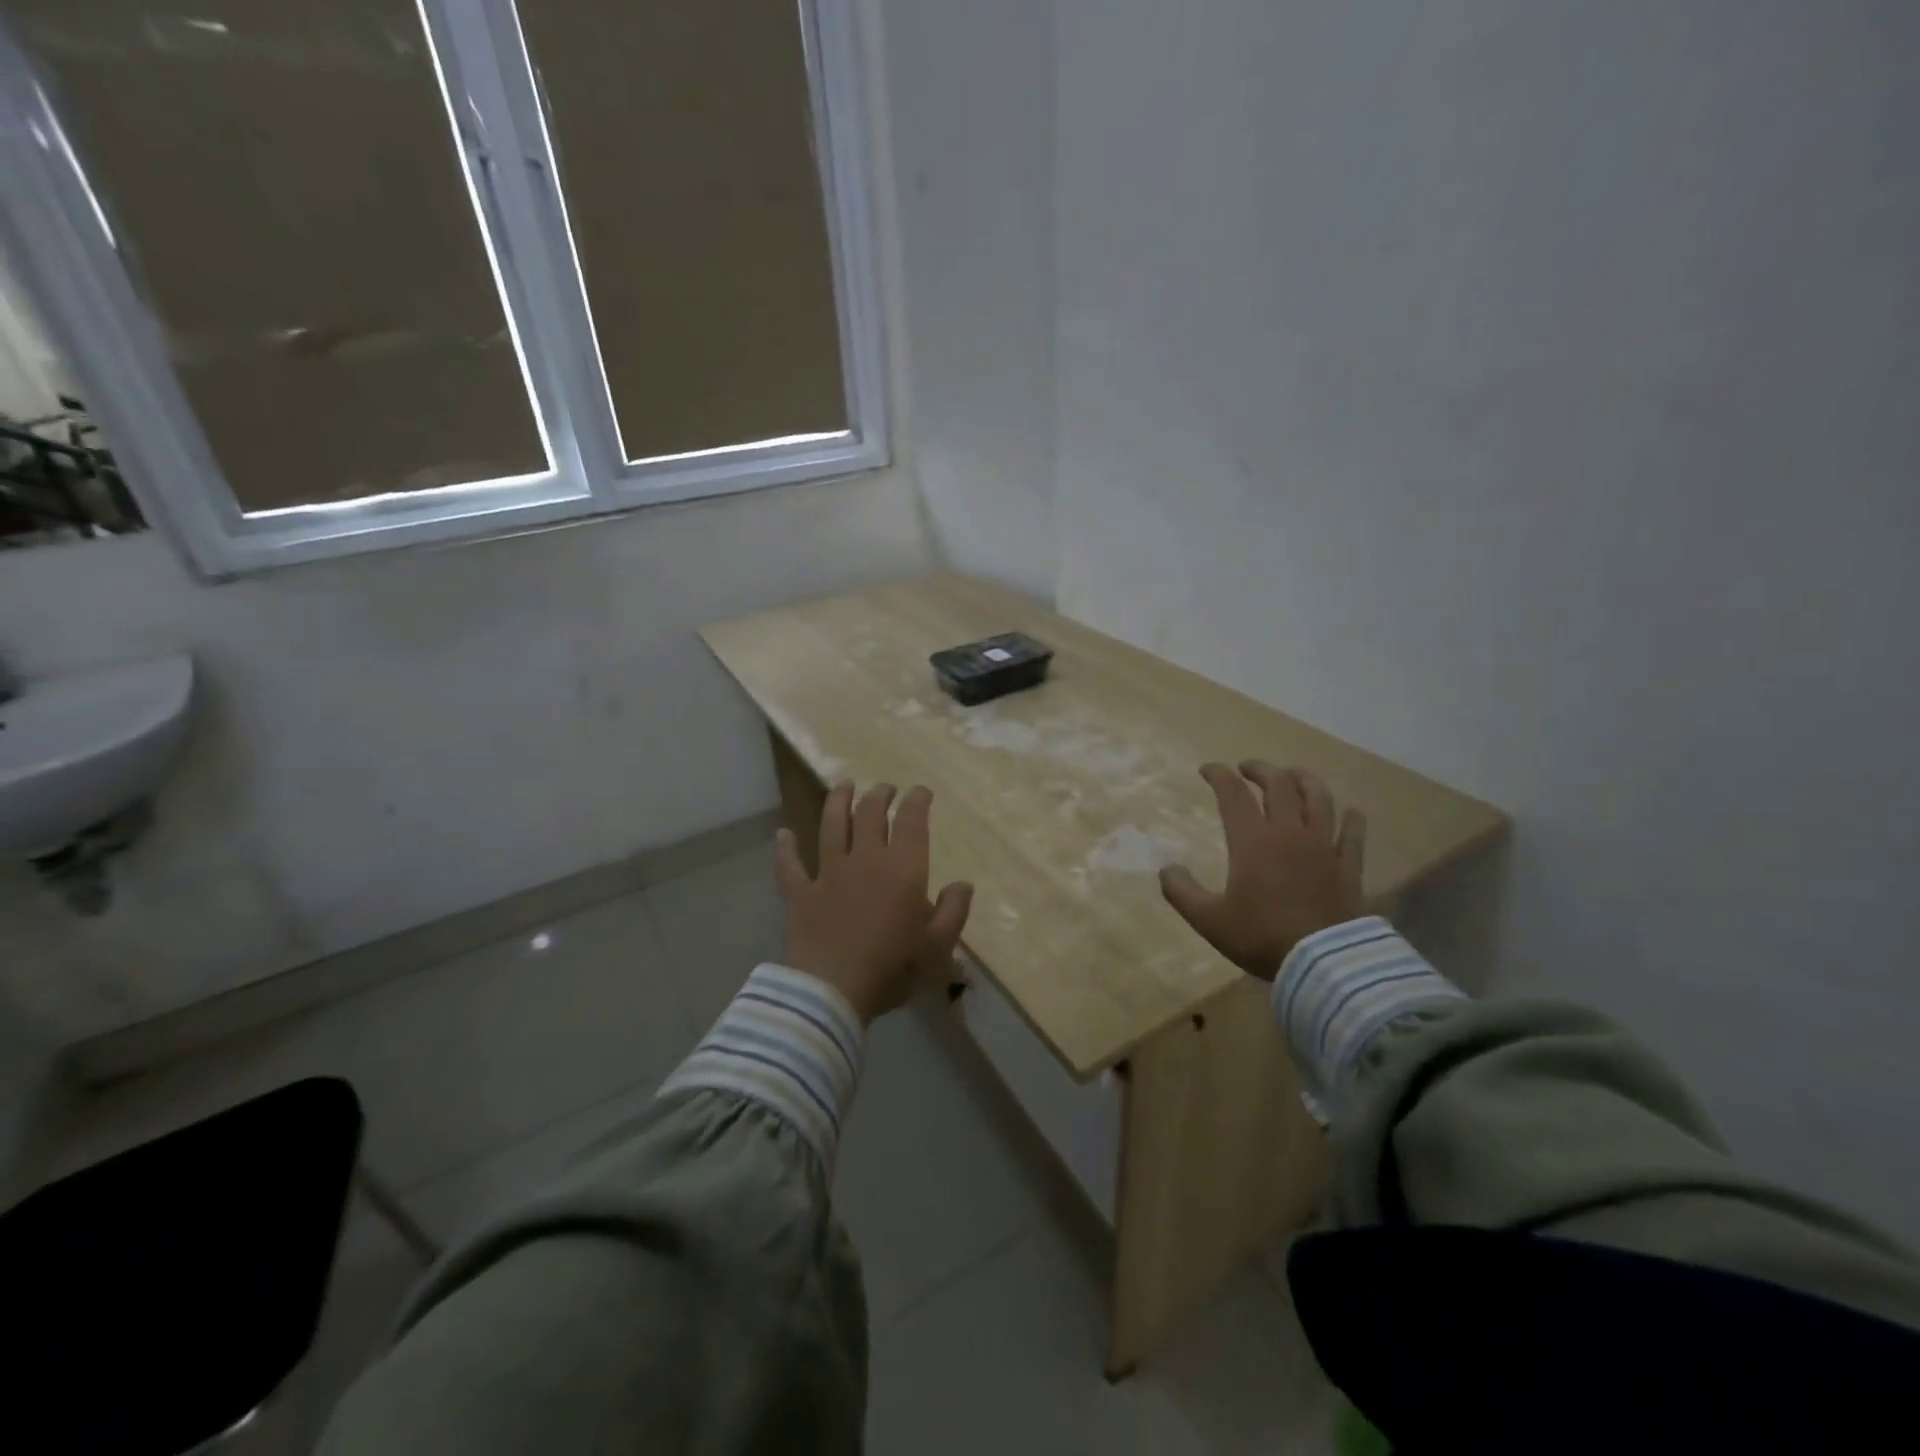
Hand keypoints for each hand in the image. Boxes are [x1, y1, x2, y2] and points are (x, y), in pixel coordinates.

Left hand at [776, 781, 974, 1023]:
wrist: (832, 991)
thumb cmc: (893, 968)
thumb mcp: (938, 947)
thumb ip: (954, 911)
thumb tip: (963, 884)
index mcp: (902, 869)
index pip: (911, 821)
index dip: (917, 800)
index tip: (921, 791)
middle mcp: (865, 859)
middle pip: (870, 814)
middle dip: (880, 795)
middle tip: (886, 789)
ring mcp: (828, 873)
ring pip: (831, 826)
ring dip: (838, 802)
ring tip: (844, 785)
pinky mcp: (800, 893)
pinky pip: (790, 865)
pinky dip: (786, 848)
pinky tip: (783, 834)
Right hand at [1160, 762, 1366, 981]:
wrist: (1324, 963)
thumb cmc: (1261, 936)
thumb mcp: (1209, 919)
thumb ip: (1182, 892)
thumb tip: (1167, 869)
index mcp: (1252, 840)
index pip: (1233, 794)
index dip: (1219, 775)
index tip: (1207, 769)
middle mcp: (1289, 833)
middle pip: (1278, 785)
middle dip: (1260, 770)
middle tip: (1247, 768)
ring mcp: (1323, 847)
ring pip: (1318, 799)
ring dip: (1304, 780)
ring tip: (1294, 775)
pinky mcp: (1349, 867)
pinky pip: (1353, 834)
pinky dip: (1352, 819)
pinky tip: (1352, 812)